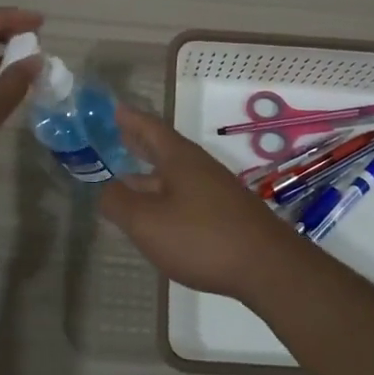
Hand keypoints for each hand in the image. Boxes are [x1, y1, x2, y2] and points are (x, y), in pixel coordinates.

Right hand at [97, 102, 304, 300]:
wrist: (268, 266)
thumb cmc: (202, 237)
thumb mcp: (147, 222)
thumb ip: (119, 203)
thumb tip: (105, 188)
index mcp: (179, 158)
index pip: (150, 127)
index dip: (129, 118)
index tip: (113, 108)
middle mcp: (198, 167)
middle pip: (164, 148)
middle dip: (139, 142)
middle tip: (116, 135)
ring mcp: (215, 190)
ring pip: (174, 174)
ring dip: (149, 173)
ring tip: (125, 178)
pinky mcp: (225, 214)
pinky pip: (186, 195)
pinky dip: (164, 195)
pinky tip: (157, 214)